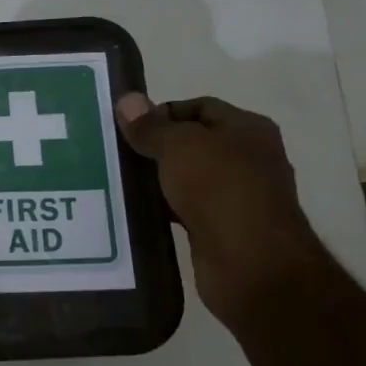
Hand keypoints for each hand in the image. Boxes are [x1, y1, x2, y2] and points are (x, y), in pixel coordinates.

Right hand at [114, 92, 326, 325]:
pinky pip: (184, 210)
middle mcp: (247, 158)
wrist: (251, 264)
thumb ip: (151, 126)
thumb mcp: (179, 147)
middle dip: (155, 147)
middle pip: (192, 143)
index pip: (199, 107)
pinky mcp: (220, 230)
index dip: (162, 112)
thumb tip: (126, 100)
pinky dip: (162, 208)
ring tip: (115, 180)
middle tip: (114, 153)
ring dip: (156, 180)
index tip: (126, 127)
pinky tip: (134, 211)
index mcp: (248, 129)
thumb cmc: (221, 190)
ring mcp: (236, 196)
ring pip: (186, 178)